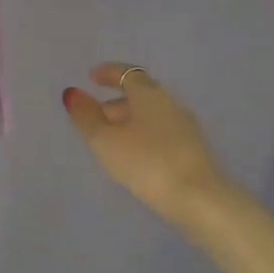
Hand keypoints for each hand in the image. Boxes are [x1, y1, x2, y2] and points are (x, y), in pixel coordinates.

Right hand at [63, 63, 229, 228]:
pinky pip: (162, 133)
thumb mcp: (105, 140)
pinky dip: (144, 137)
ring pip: (151, 116)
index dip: (108, 73)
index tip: (92, 77)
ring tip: (111, 142)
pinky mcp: (194, 151)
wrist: (200, 200)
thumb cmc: (147, 162)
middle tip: (95, 117)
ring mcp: (186, 127)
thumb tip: (72, 93)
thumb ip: (86, 116)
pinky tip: (136, 158)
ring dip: (130, 122)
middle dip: (116, 102)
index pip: (127, 72)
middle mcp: (170, 103)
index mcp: (149, 94)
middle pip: (140, 95)